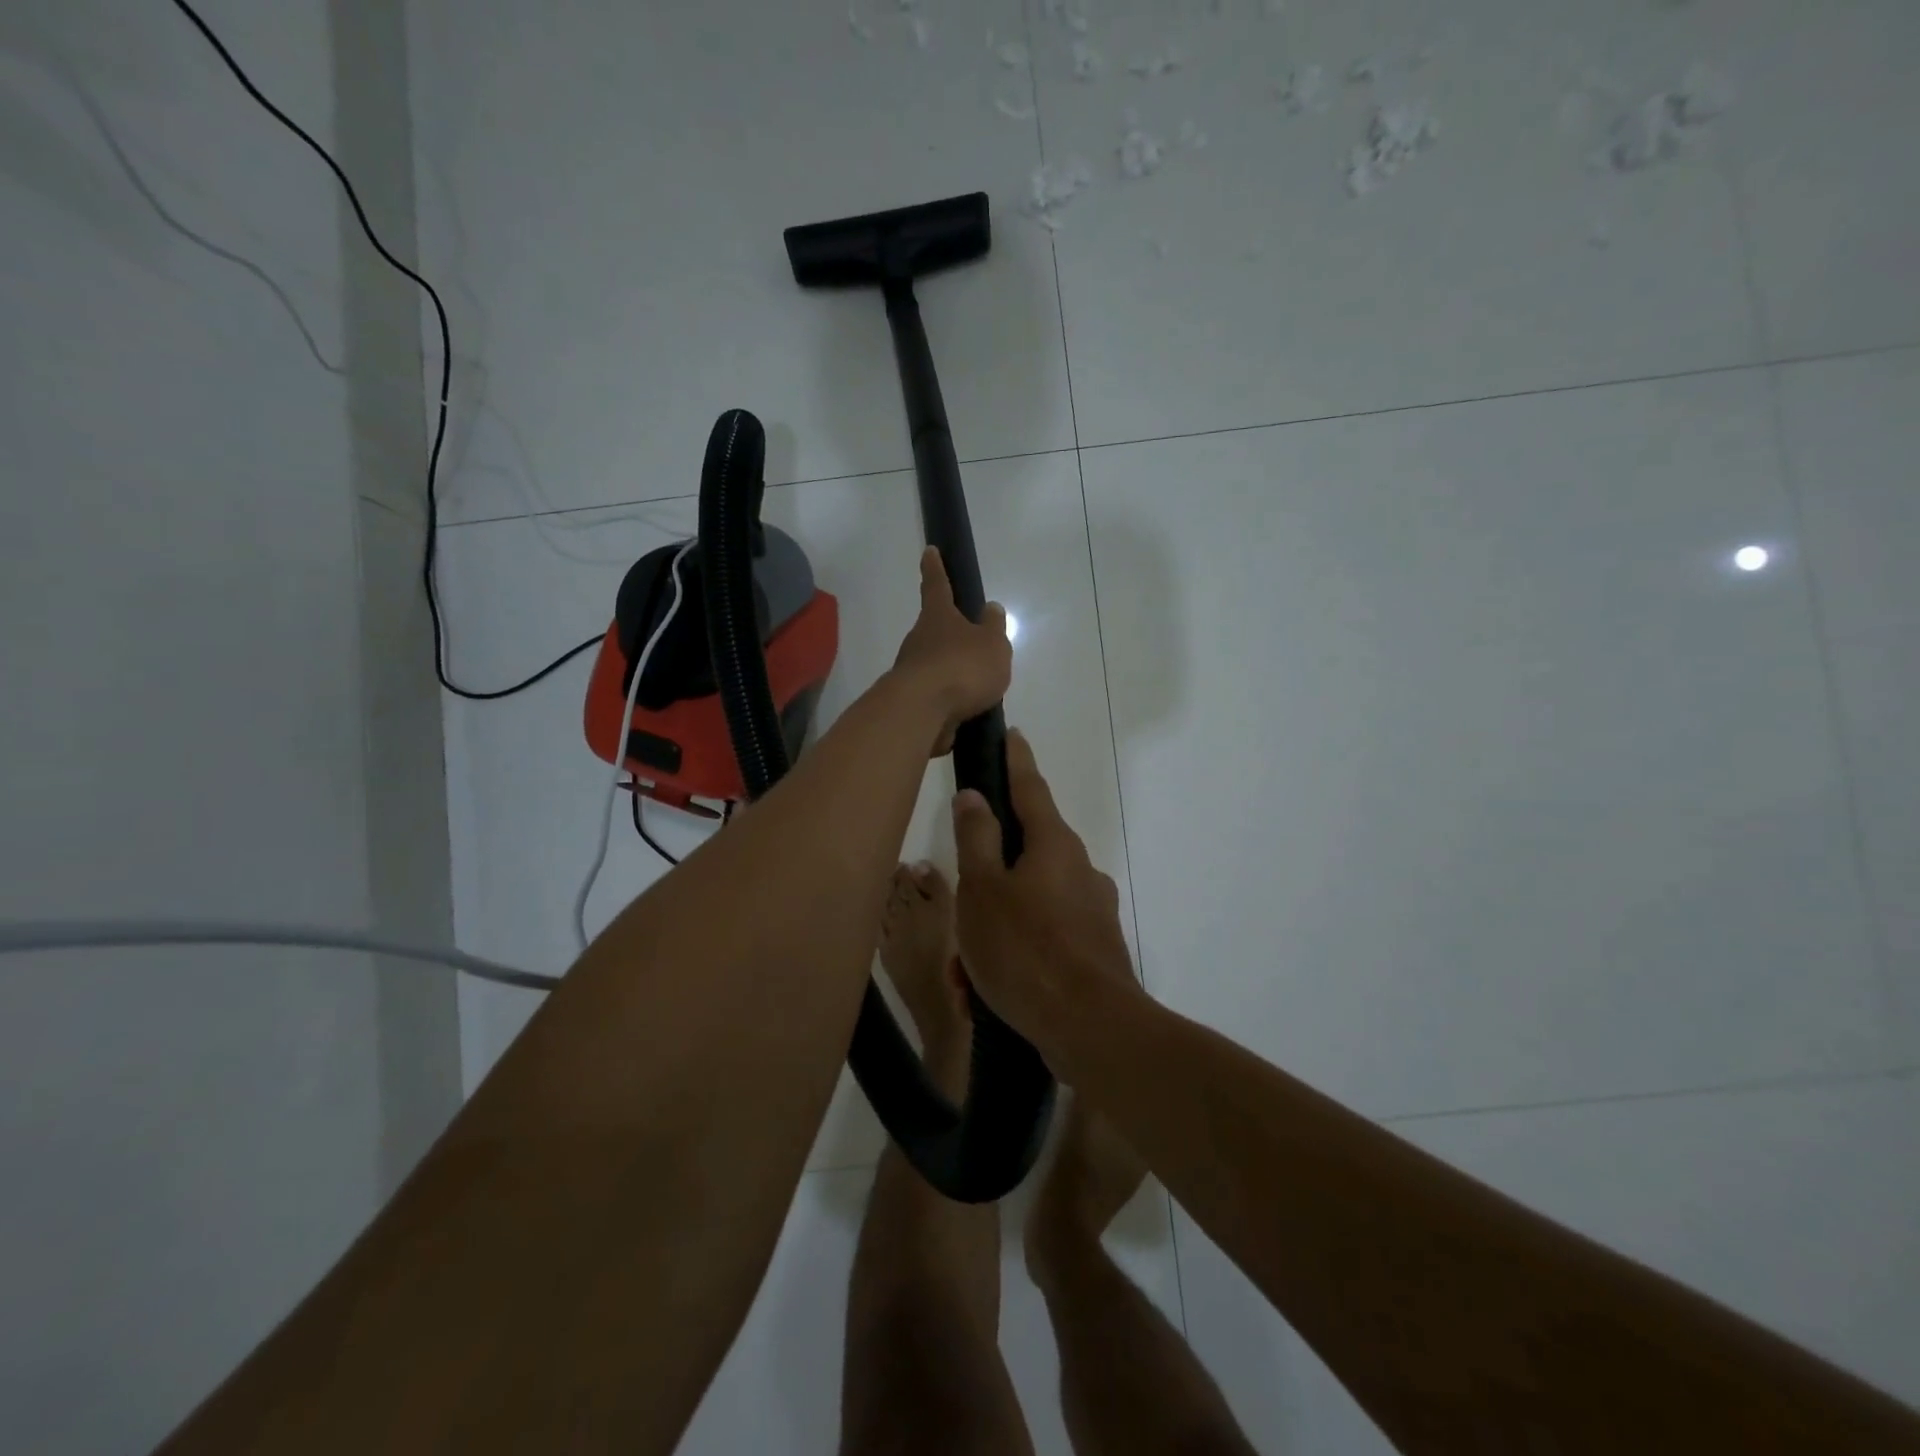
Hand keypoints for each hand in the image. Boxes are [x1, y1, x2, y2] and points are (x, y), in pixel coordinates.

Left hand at [891, 547, 1013, 755]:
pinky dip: (948, 698)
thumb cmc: (962, 667)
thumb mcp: (992, 644)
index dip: (935, 568)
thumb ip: (993, 627)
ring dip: (950, 670)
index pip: (936, 585)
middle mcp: (919, 639)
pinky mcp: (911, 700)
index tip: (929, 551)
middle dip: (949, 632)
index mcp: (938, 617)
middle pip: (933, 629)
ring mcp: (911, 670)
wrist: (922, 711)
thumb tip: (990, 608)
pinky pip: (935, 694)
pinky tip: (965, 710)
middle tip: (970, 641)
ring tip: (976, 686)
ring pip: (933, 663)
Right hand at [951, 730, 1139, 1054]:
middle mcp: (1078, 868)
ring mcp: (1091, 910)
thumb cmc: (1026, 949)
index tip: (1011, 733)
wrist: (1092, 1030)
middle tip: (957, 913)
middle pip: (1024, 854)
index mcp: (1053, 844)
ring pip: (1028, 905)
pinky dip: (1013, 956)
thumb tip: (974, 796)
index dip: (1016, 759)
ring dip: (993, 930)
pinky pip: (1042, 940)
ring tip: (965, 974)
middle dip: (986, 880)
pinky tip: (986, 994)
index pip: (1030, 787)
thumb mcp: (983, 890)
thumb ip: (976, 838)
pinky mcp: (1094, 949)